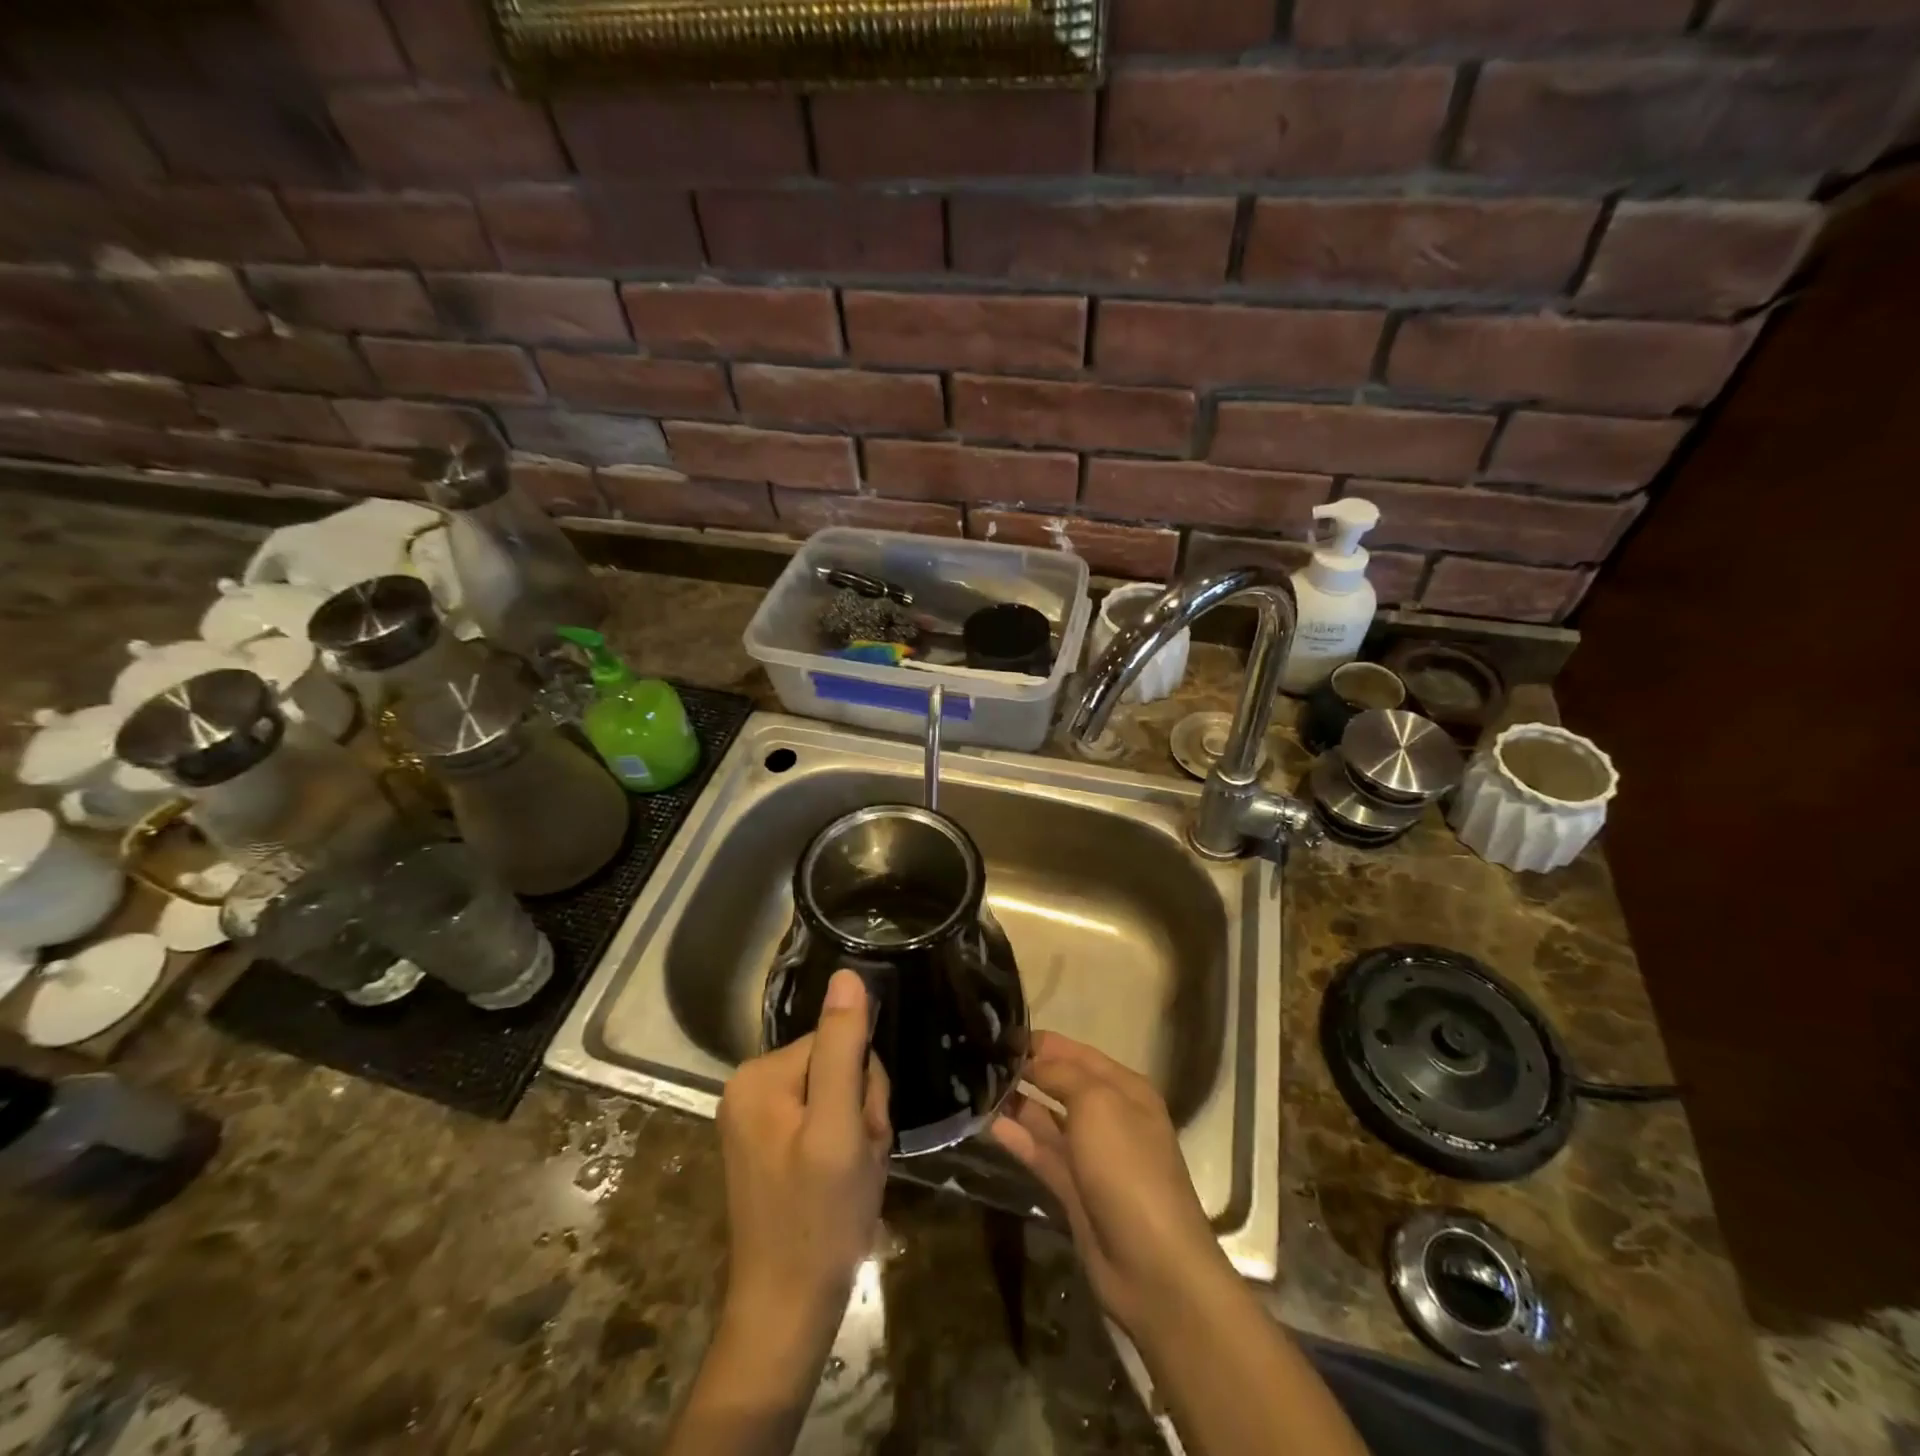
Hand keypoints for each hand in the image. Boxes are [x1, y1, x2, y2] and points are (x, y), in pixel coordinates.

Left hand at [716, 969, 891, 1338]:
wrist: (786, 1313)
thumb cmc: (818, 1220)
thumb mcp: (839, 1129)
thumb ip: (842, 1049)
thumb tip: (847, 975)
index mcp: (758, 1075)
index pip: (837, 1041)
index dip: (864, 1085)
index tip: (863, 1133)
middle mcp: (749, 1086)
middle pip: (835, 1065)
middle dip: (860, 1108)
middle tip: (858, 1159)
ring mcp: (756, 1117)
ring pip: (835, 1093)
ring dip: (856, 1129)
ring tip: (851, 1174)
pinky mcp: (768, 1144)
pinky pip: (822, 1119)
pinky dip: (843, 1146)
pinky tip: (840, 1180)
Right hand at [990, 1031, 1228, 1337]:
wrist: (1152, 1265)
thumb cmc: (1128, 1167)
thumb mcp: (1097, 1104)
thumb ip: (1061, 1075)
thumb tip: (1032, 1062)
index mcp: (1124, 1089)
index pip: (1077, 1053)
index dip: (1041, 1043)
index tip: (998, 1034)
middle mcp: (1109, 1116)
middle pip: (1061, 1084)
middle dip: (1026, 1070)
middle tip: (980, 1057)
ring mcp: (1091, 1156)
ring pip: (1047, 1119)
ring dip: (1017, 1103)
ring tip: (975, 1086)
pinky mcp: (1073, 1190)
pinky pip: (1041, 1153)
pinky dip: (1017, 1137)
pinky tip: (987, 1122)